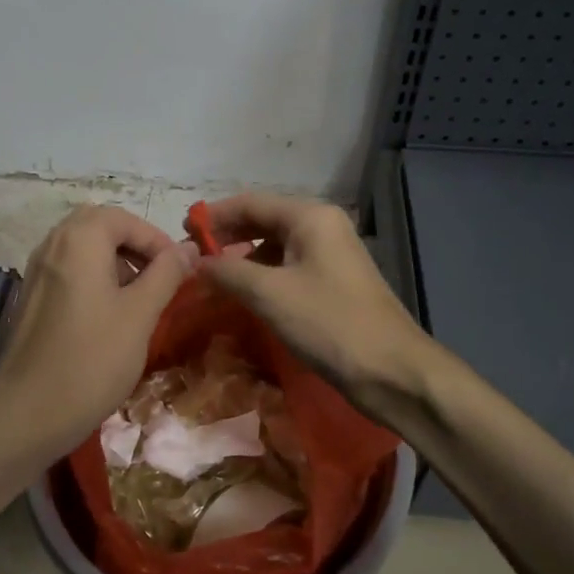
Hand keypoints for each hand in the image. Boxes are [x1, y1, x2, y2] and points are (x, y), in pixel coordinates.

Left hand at [0, 205, 200, 459]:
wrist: (29, 411)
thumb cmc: (93, 358)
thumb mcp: (140, 314)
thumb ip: (166, 274)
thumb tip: (189, 249)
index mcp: (79, 239)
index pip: (125, 219)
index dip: (157, 240)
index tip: (179, 271)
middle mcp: (53, 244)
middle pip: (99, 225)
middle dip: (134, 245)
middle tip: (158, 276)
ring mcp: (37, 270)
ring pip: (82, 247)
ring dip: (114, 261)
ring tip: (139, 298)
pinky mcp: (32, 296)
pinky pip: (68, 269)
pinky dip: (93, 277)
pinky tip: (109, 315)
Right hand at [196, 193, 433, 413]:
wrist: (392, 370)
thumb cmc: (329, 323)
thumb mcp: (269, 294)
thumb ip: (227, 271)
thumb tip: (194, 262)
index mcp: (310, 217)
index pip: (250, 202)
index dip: (213, 216)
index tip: (181, 232)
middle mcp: (322, 226)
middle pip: (263, 220)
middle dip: (227, 237)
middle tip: (192, 257)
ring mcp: (331, 254)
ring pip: (275, 246)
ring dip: (243, 258)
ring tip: (212, 278)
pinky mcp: (334, 282)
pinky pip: (289, 267)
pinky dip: (263, 276)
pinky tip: (244, 294)